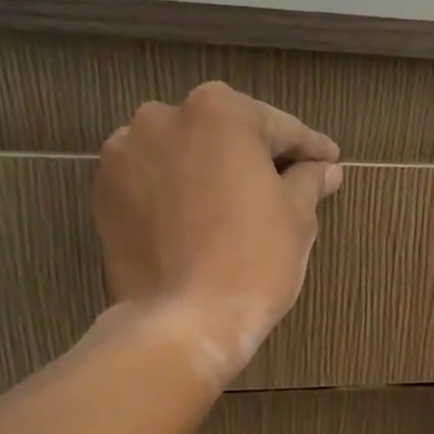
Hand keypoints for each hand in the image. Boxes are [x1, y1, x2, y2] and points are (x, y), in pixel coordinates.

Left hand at [91, 81, 341, 380]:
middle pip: (225, 133)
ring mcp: (125, 153)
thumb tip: (325, 169)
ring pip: (184, 154)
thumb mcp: (297, 218)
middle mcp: (164, 116)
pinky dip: (176, 193)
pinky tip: (196, 221)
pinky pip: (153, 181)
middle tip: (285, 185)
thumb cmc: (253, 262)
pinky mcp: (104, 191)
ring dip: (210, 171)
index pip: (279, 127)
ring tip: (234, 206)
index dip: (310, 148)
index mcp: (220, 111)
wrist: (182, 321)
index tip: (329, 162)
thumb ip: (309, 181)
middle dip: (255, 156)